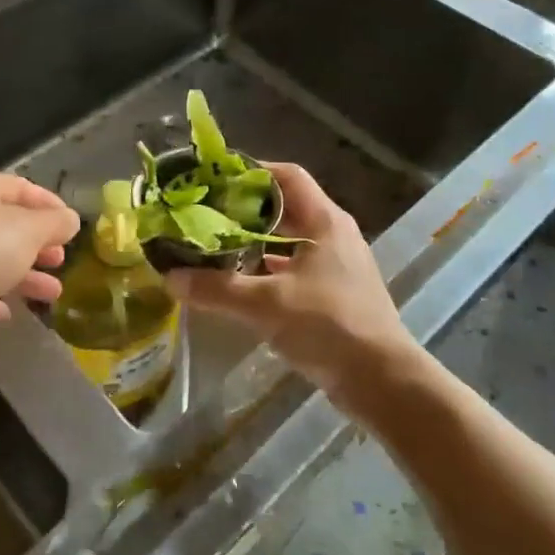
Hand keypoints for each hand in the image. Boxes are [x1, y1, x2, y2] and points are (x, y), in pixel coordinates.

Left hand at [0, 170, 79, 353]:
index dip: (50, 205)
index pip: (22, 187)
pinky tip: (7, 312)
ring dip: (25, 276)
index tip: (72, 227)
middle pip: (7, 224)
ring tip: (52, 294)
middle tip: (60, 260)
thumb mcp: (29, 231)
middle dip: (39, 244)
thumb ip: (55, 224)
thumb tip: (70, 219)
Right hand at [163, 162, 414, 403]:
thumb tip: (171, 277)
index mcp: (325, 221)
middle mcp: (333, 235)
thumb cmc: (329, 326)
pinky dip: (265, 271)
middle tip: (204, 214)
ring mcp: (336, 266)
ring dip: (253, 242)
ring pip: (288, 241)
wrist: (384, 383)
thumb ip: (217, 289)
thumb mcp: (266, 304)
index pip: (286, 176)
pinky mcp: (334, 295)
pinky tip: (238, 283)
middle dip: (244, 210)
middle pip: (284, 207)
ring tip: (213, 246)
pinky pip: (293, 269)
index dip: (251, 171)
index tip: (214, 179)